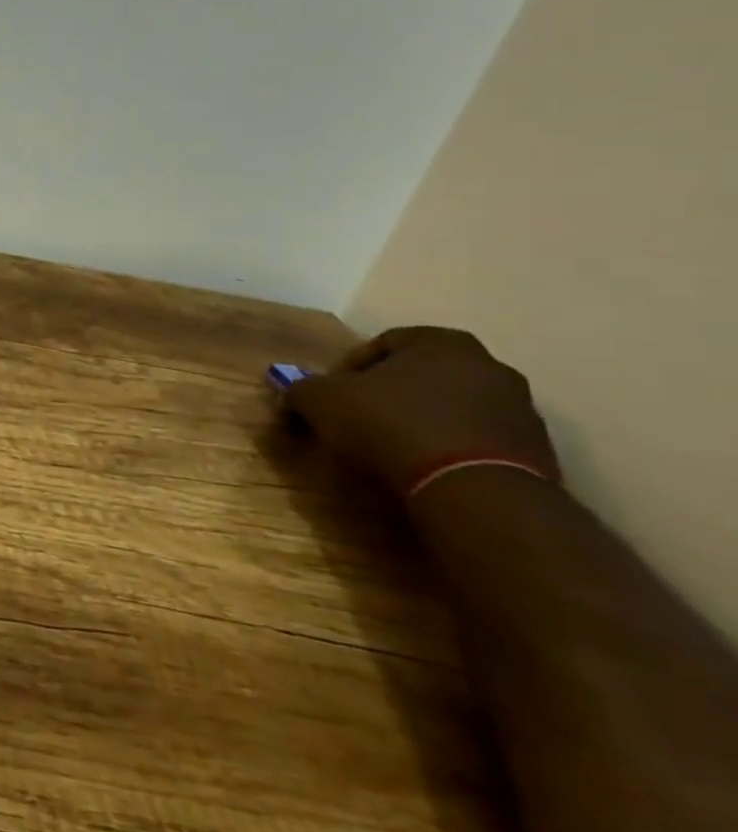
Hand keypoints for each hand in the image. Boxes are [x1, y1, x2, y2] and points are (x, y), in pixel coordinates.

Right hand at [283, 327, 561, 497]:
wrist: (472, 489)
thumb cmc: (390, 424)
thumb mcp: (322, 401)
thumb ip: (303, 389)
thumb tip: (295, 392)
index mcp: (441, 342)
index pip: (383, 343)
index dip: (347, 368)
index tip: (329, 396)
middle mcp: (489, 366)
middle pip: (422, 376)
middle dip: (388, 395)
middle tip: (358, 420)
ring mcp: (521, 411)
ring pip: (452, 409)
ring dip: (421, 423)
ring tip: (390, 451)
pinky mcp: (536, 455)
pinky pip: (477, 443)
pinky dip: (449, 451)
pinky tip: (424, 471)